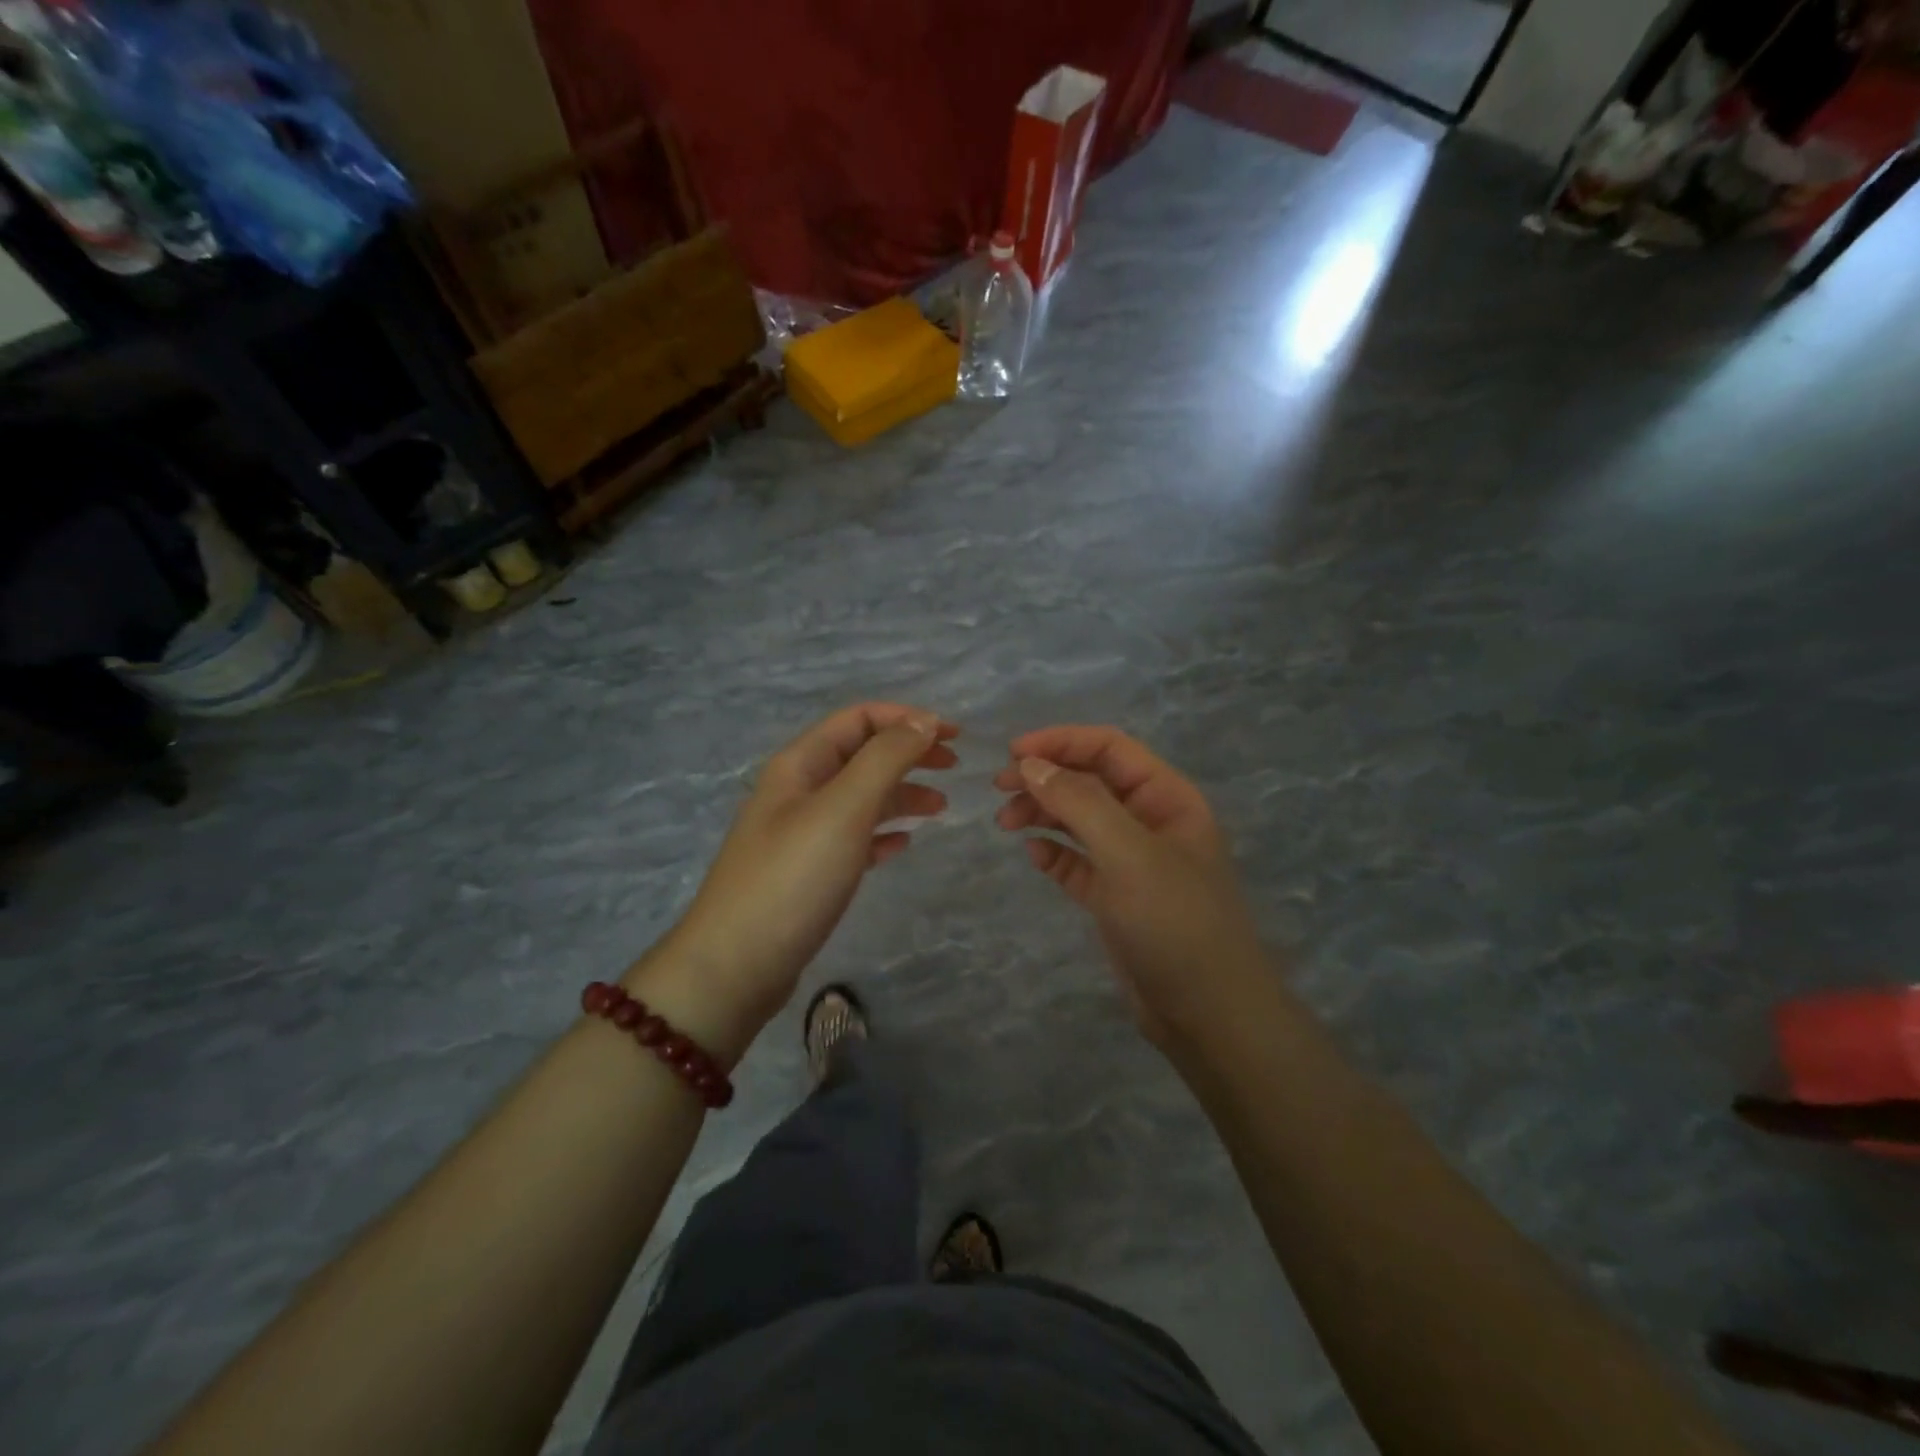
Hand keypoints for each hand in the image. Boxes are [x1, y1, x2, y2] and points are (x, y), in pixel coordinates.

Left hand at [637, 703, 956, 1060]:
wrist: (737, 965)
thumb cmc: (793, 877)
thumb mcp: (843, 808)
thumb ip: (885, 759)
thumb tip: (923, 721)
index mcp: (800, 764)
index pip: (859, 718)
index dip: (907, 719)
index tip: (953, 737)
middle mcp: (799, 790)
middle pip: (862, 755)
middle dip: (908, 753)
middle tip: (954, 767)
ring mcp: (801, 833)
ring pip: (861, 798)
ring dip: (902, 794)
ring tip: (941, 809)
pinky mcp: (807, 872)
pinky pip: (853, 838)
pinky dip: (882, 833)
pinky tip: (904, 846)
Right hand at [994, 726, 1266, 1044]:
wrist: (1207, 1013)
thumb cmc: (1174, 921)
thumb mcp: (1128, 853)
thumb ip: (1079, 802)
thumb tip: (1030, 764)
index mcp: (1166, 797)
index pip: (1109, 748)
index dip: (1061, 742)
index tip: (1012, 753)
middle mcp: (1149, 821)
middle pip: (1090, 780)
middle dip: (1045, 777)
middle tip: (999, 789)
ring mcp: (1132, 861)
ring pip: (1079, 820)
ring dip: (1042, 813)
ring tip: (1005, 823)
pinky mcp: (1114, 897)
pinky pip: (1077, 861)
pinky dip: (1053, 853)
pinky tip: (1034, 855)